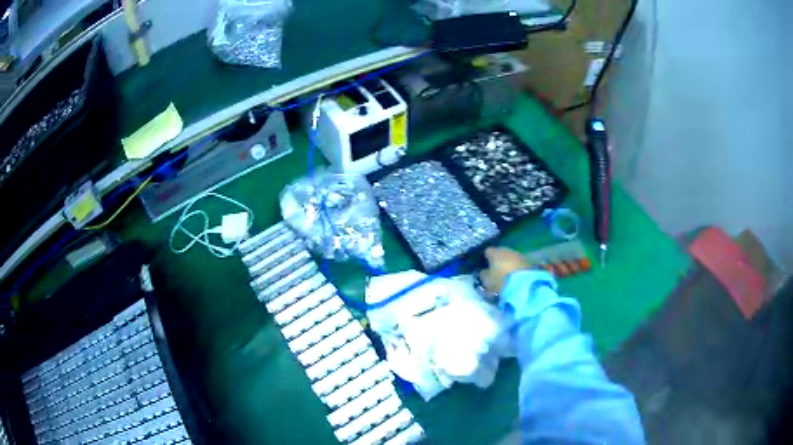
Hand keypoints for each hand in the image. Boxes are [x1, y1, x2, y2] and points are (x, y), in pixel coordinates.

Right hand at [480, 247, 530, 294]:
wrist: (524, 284)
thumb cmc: (501, 280)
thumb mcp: (487, 280)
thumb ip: (484, 274)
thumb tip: (484, 271)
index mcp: (495, 252)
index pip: (488, 251)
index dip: (486, 258)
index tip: (485, 266)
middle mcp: (508, 250)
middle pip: (501, 253)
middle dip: (499, 260)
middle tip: (497, 271)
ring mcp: (520, 255)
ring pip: (512, 257)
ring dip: (510, 264)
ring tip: (508, 275)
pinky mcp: (530, 262)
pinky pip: (520, 263)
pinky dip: (517, 268)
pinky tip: (516, 276)